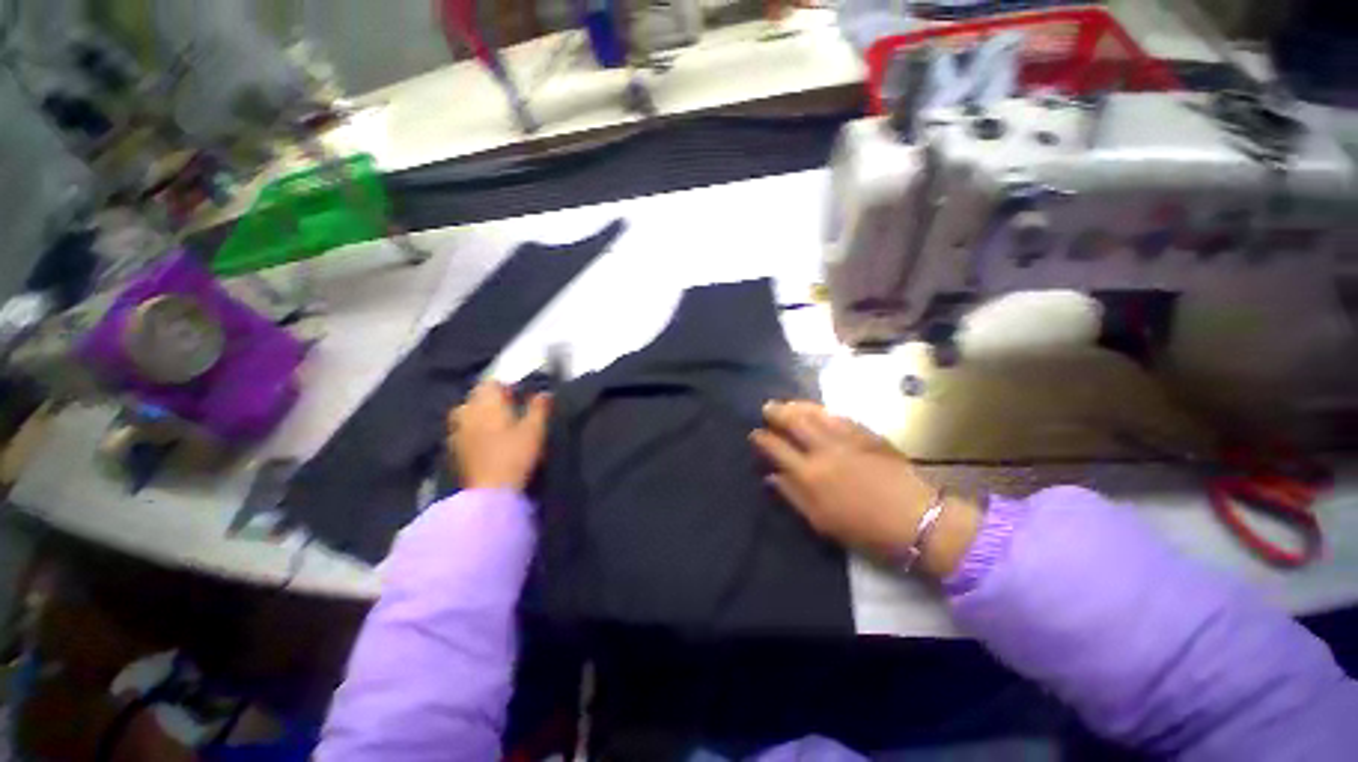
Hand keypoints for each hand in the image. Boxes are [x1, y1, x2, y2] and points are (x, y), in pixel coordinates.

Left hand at [448, 381, 551, 491]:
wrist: (490, 491)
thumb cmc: (516, 454)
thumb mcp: (535, 428)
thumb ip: (539, 407)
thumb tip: (544, 392)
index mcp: (486, 403)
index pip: (491, 383)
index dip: (506, 388)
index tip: (520, 398)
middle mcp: (467, 411)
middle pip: (476, 396)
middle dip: (491, 400)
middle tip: (511, 411)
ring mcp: (456, 430)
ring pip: (467, 413)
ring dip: (480, 414)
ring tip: (497, 426)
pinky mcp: (453, 449)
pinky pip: (462, 430)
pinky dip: (472, 431)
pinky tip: (485, 442)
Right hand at [750, 401, 978, 576]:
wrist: (915, 519)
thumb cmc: (864, 528)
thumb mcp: (821, 520)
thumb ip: (793, 495)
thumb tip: (771, 476)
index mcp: (809, 474)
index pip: (776, 448)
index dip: (762, 439)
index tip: (754, 433)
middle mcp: (823, 449)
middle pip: (794, 422)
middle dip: (777, 412)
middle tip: (768, 407)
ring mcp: (846, 438)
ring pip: (815, 414)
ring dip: (798, 406)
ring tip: (788, 403)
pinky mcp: (866, 434)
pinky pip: (839, 416)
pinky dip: (824, 411)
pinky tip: (818, 410)